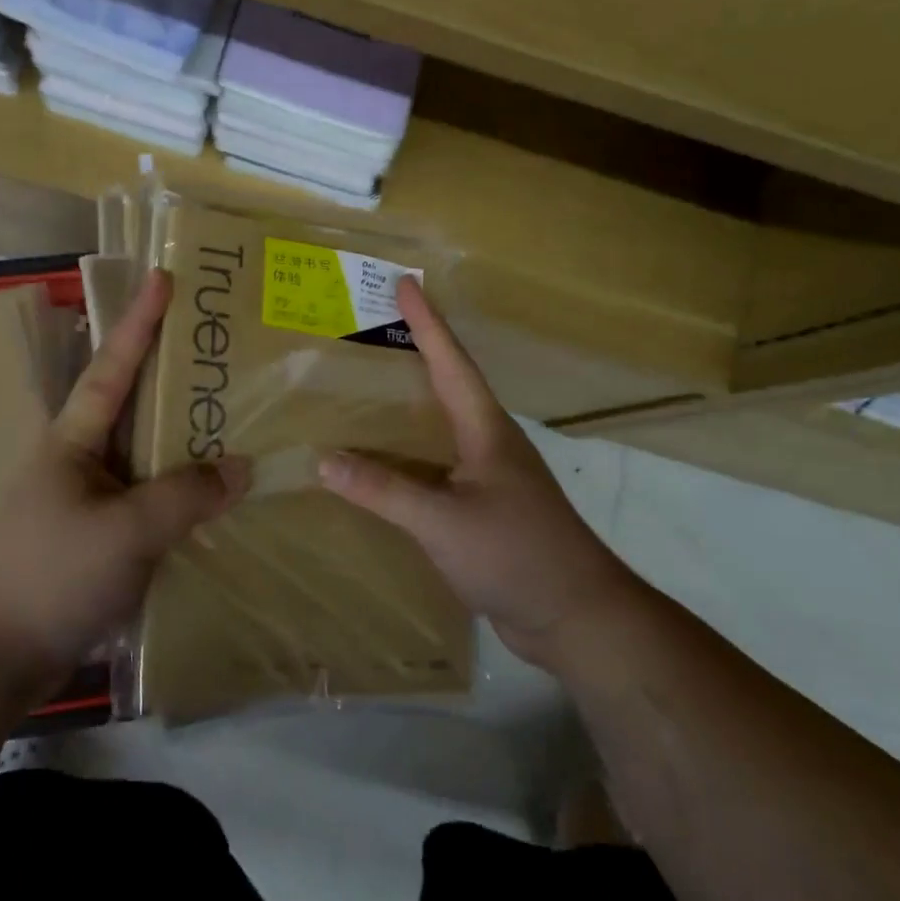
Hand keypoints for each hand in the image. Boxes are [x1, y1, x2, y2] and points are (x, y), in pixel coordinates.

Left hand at [0, 269, 250, 683]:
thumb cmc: (48, 576)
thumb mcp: (123, 531)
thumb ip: (185, 495)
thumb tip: (242, 467)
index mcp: (75, 440)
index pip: (113, 366)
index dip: (139, 322)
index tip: (164, 277)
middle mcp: (84, 459)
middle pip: (139, 405)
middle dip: (178, 374)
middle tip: (228, 349)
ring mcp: (94, 500)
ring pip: (151, 455)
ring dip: (189, 437)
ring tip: (241, 416)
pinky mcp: (104, 539)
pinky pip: (155, 500)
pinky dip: (187, 492)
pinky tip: (223, 495)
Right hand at [318, 277, 632, 670]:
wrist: (576, 617)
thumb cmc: (516, 555)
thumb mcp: (443, 521)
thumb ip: (384, 491)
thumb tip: (324, 460)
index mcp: (486, 431)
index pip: (451, 363)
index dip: (427, 322)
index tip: (406, 283)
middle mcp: (489, 444)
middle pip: (448, 385)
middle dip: (416, 353)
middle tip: (375, 330)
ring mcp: (490, 477)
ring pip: (442, 427)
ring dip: (410, 405)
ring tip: (368, 389)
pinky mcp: (484, 508)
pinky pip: (437, 466)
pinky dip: (408, 455)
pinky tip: (383, 465)